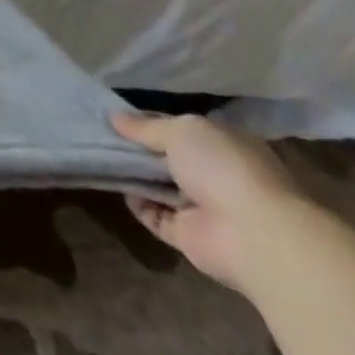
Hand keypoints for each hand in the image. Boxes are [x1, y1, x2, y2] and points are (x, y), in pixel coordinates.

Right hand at [113, 112, 310, 290]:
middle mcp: (217, 175)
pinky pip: (157, 216)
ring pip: (162, 187)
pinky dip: (138, 204)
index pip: (182, 129)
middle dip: (140, 149)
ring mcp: (205, 208)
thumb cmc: (223, 168)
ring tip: (100, 157)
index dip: (151, 122)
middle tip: (102, 135)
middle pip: (170, 158)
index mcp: (224, 144)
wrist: (254, 236)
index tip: (119, 118)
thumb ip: (146, 127)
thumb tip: (114, 118)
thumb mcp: (180, 131)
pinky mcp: (191, 236)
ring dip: (136, 175)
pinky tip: (119, 187)